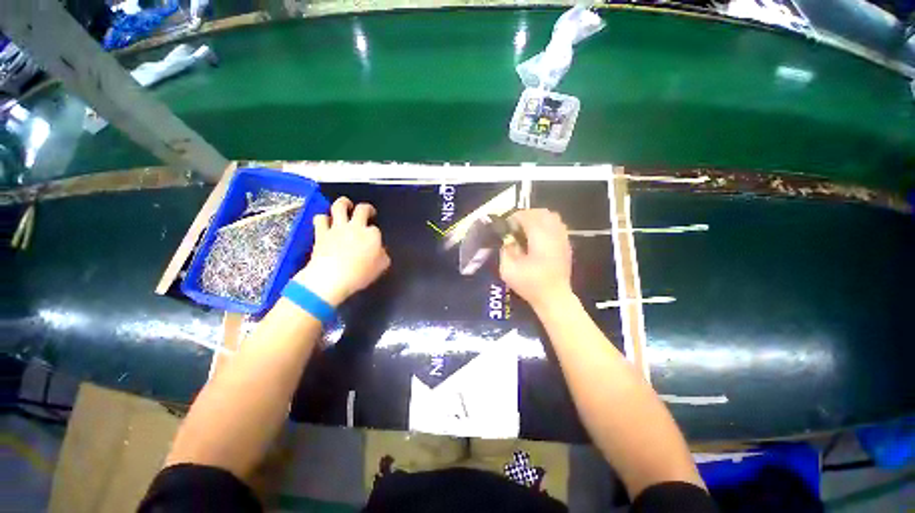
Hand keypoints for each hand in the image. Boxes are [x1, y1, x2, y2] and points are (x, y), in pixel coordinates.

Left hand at [293, 197, 390, 305]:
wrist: (331, 278)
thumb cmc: (360, 274)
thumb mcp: (381, 267)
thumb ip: (383, 256)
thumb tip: (380, 251)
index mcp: (372, 235)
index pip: (376, 229)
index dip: (375, 234)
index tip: (374, 241)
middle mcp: (356, 227)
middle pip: (362, 209)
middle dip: (367, 208)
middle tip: (368, 212)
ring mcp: (337, 228)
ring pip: (339, 206)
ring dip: (344, 203)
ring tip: (346, 204)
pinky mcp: (321, 233)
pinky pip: (320, 219)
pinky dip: (323, 218)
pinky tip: (325, 221)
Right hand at [499, 209, 573, 309]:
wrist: (554, 298)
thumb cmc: (530, 284)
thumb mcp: (508, 270)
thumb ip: (505, 250)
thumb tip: (508, 239)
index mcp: (539, 238)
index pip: (528, 216)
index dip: (515, 217)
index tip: (507, 224)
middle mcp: (554, 234)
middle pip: (542, 212)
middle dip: (527, 214)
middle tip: (516, 225)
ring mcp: (563, 239)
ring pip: (552, 217)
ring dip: (538, 218)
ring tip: (527, 228)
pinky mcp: (567, 245)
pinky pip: (558, 226)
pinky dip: (547, 225)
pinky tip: (539, 236)